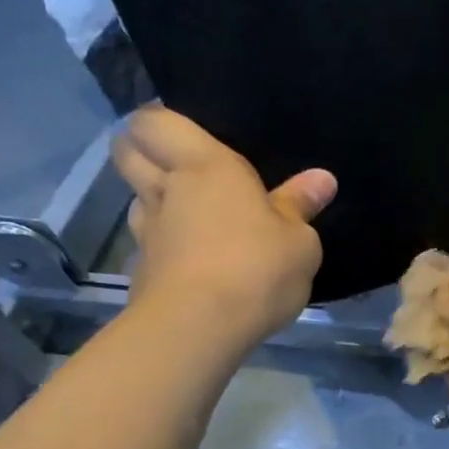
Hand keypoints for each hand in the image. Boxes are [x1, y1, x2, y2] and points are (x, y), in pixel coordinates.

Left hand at [114, 106, 336, 350]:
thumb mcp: (299, 242)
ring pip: (138, 203)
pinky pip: (151, 250)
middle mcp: (167, 191)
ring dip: (158, 206)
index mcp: (205, 167)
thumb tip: (321, 179)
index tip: (186, 137)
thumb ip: (300, 207)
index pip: (155, 121)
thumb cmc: (256, 268)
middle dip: (143, 154)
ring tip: (192, 224)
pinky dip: (168, 254)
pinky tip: (194, 270)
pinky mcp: (142, 275)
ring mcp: (148, 234)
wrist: (199, 327)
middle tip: (178, 170)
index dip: (159, 122)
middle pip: (127, 154)